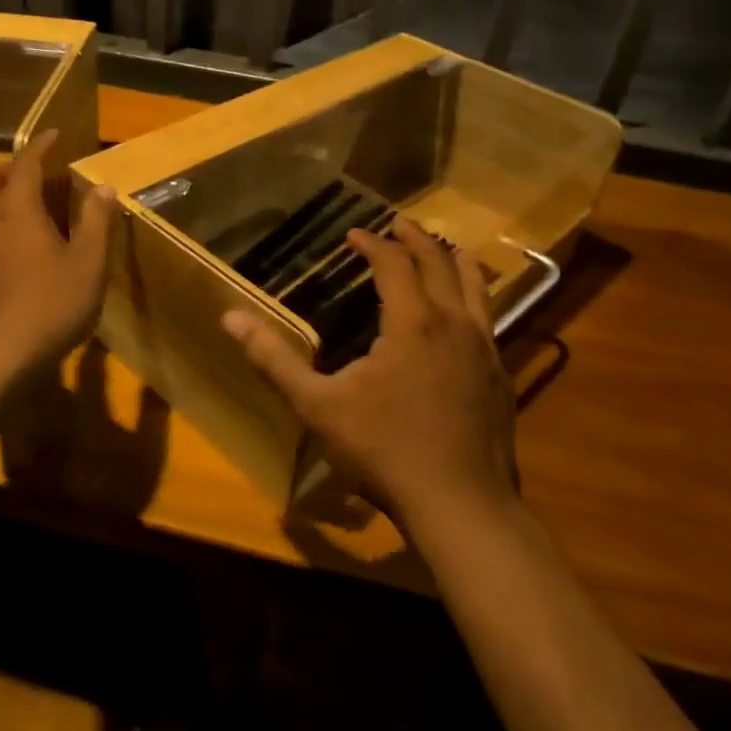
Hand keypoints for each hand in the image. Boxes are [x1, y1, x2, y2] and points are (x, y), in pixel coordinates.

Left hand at [0, 131, 116, 377]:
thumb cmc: (50, 306)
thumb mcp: (88, 264)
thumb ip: (96, 222)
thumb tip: (104, 188)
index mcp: (17, 210)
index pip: (26, 164)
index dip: (40, 146)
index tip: (53, 134)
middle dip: (11, 168)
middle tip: (35, 172)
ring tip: (24, 210)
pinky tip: (10, 252)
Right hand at [222, 217, 519, 530]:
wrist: (461, 506)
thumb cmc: (384, 451)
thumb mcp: (318, 406)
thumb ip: (274, 360)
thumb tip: (229, 318)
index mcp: (413, 322)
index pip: (394, 264)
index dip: (373, 244)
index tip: (354, 235)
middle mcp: (455, 324)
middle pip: (440, 264)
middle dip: (416, 239)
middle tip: (398, 224)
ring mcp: (485, 350)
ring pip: (477, 288)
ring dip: (456, 262)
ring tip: (447, 249)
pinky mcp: (501, 378)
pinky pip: (489, 321)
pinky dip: (475, 300)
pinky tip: (467, 317)